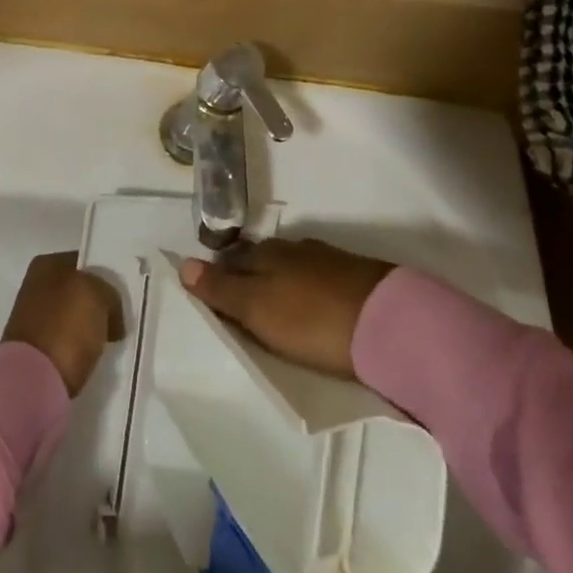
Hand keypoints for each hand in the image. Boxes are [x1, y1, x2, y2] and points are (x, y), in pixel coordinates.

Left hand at [2, 251, 124, 396]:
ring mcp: (32, 320)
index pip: (85, 262)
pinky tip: (93, 356)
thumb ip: (109, 293)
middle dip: (98, 304)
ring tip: (111, 340)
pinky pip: (67, 342)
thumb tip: (110, 313)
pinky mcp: (35, 352)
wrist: (32, 383)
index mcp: (45, 264)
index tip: (124, 293)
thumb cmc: (66, 326)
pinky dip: (80, 349)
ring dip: (90, 328)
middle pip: (79, 290)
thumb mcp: (99, 294)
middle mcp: (35, 286)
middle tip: (121, 318)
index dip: (106, 275)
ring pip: (73, 317)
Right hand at [182, 238, 393, 380]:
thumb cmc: (311, 319)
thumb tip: (183, 264)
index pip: (233, 258)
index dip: (221, 275)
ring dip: (282, 284)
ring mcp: (329, 260)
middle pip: (262, 260)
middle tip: (242, 307)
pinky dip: (309, 291)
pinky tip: (313, 307)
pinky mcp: (357, 278)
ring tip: (277, 310)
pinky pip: (320, 280)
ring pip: (293, 268)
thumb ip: (222, 289)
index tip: (213, 297)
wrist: (389, 324)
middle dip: (250, 276)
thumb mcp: (258, 309)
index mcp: (267, 253)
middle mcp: (295, 248)